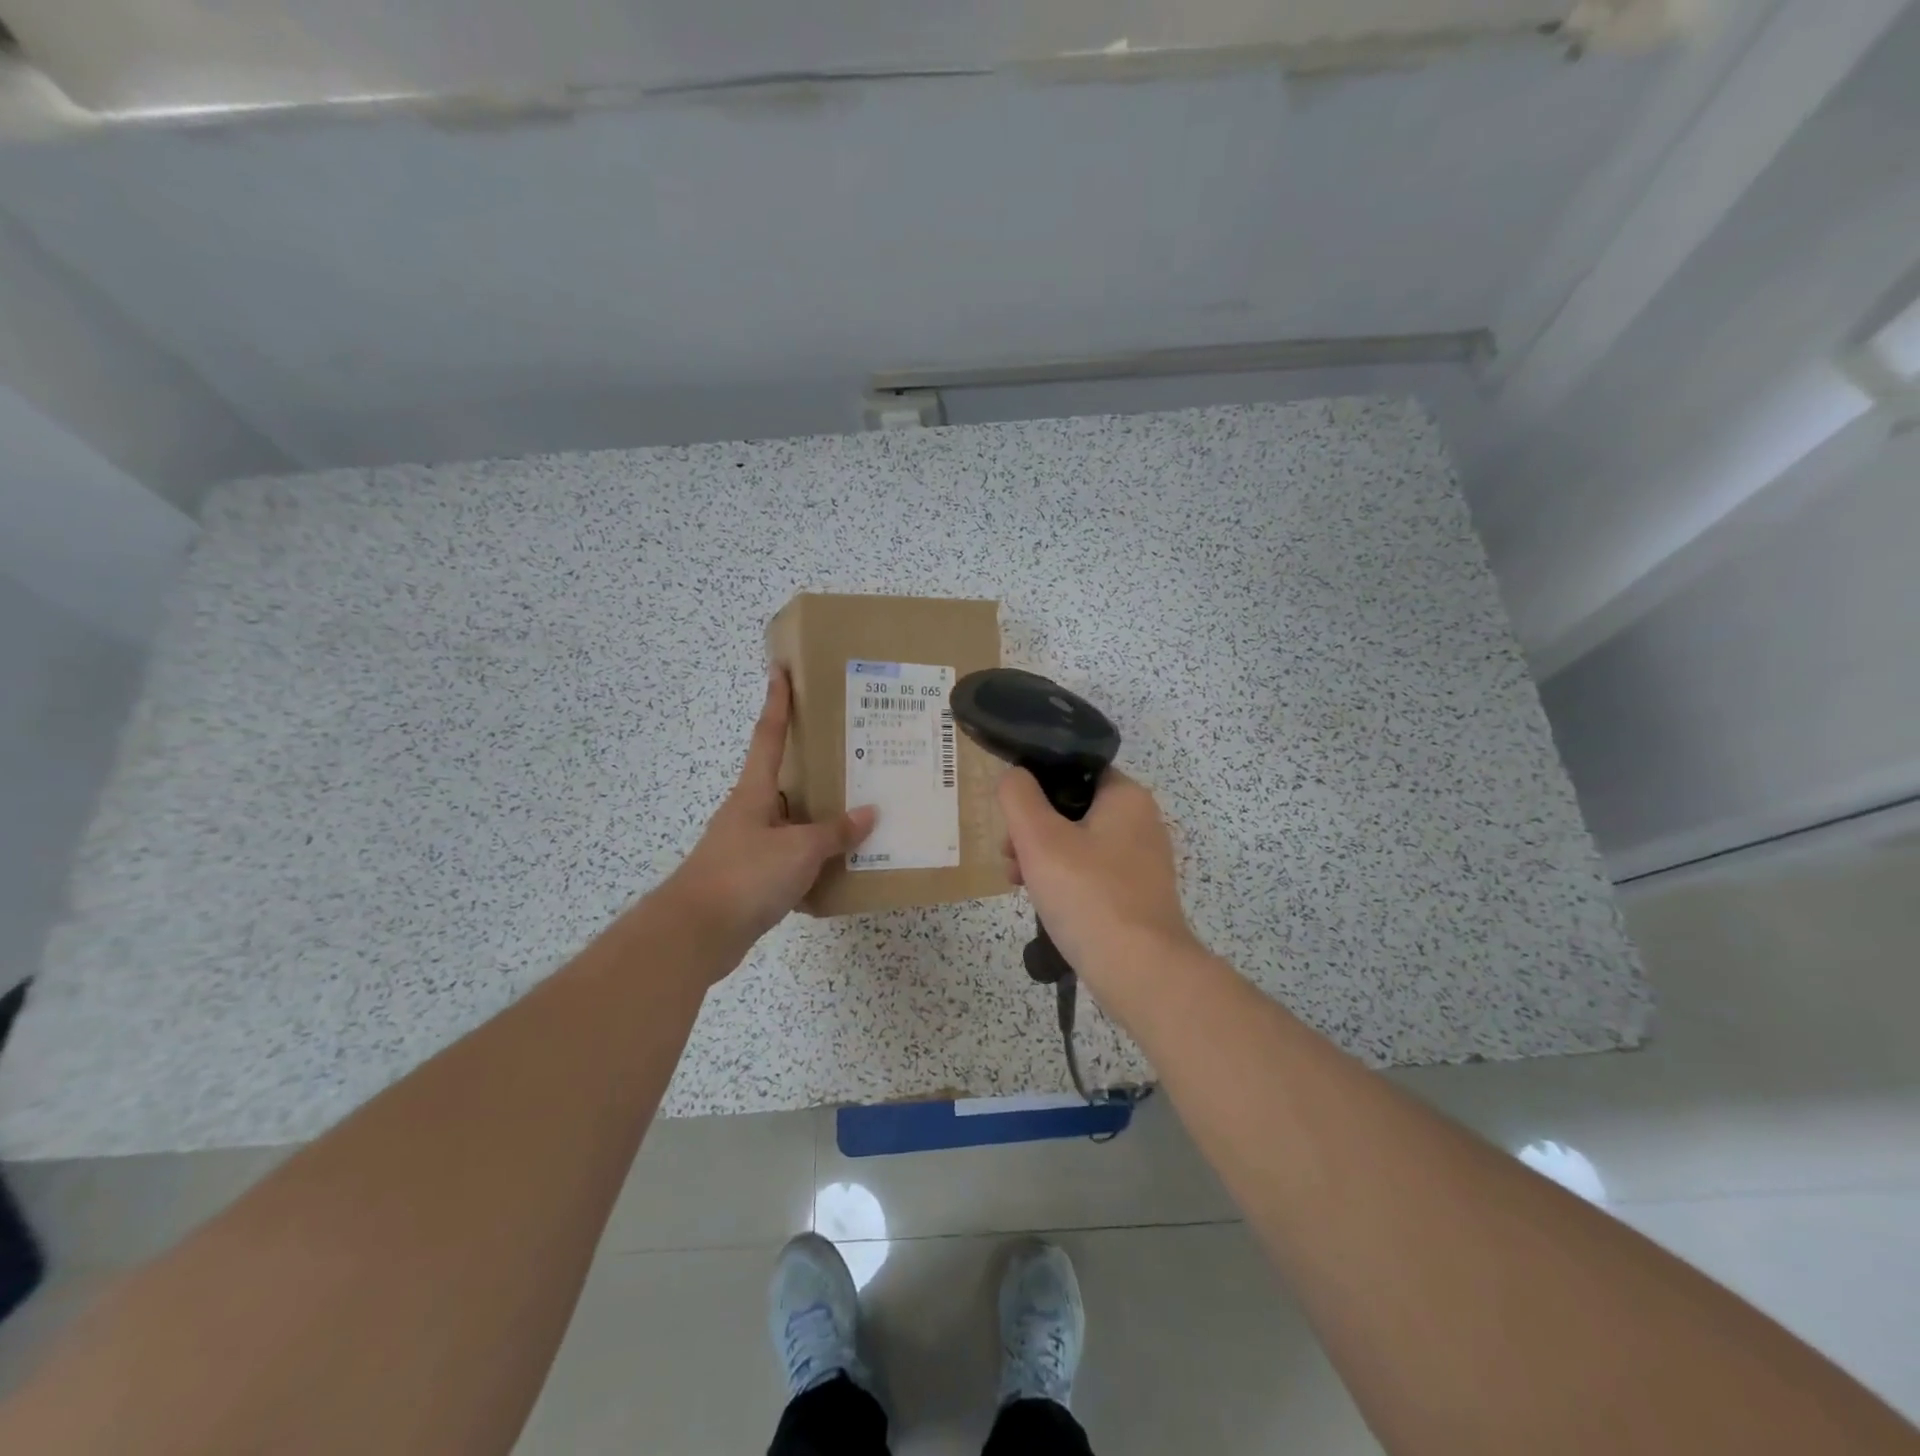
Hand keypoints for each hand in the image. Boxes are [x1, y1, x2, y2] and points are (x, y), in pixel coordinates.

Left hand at [662, 668, 875, 960]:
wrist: (696, 935)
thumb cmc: (745, 876)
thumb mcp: (799, 850)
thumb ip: (835, 832)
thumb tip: (870, 814)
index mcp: (755, 792)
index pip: (769, 735)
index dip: (777, 702)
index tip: (781, 670)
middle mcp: (750, 812)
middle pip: (786, 779)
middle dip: (815, 766)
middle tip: (855, 752)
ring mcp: (749, 846)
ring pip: (792, 822)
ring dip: (821, 818)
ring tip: (861, 810)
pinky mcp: (752, 878)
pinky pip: (792, 859)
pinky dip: (815, 860)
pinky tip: (843, 867)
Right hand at [997, 766, 1198, 981]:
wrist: (1140, 972)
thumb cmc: (1088, 895)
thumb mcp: (1039, 838)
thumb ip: (1018, 796)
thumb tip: (1015, 776)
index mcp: (1126, 797)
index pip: (1074, 769)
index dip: (1036, 784)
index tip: (1011, 813)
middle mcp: (1141, 822)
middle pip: (1072, 808)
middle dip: (1033, 828)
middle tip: (1008, 853)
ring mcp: (1142, 861)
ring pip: (1079, 843)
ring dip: (1043, 856)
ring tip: (1016, 881)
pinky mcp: (1138, 895)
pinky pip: (1092, 873)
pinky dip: (1065, 880)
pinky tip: (1043, 903)